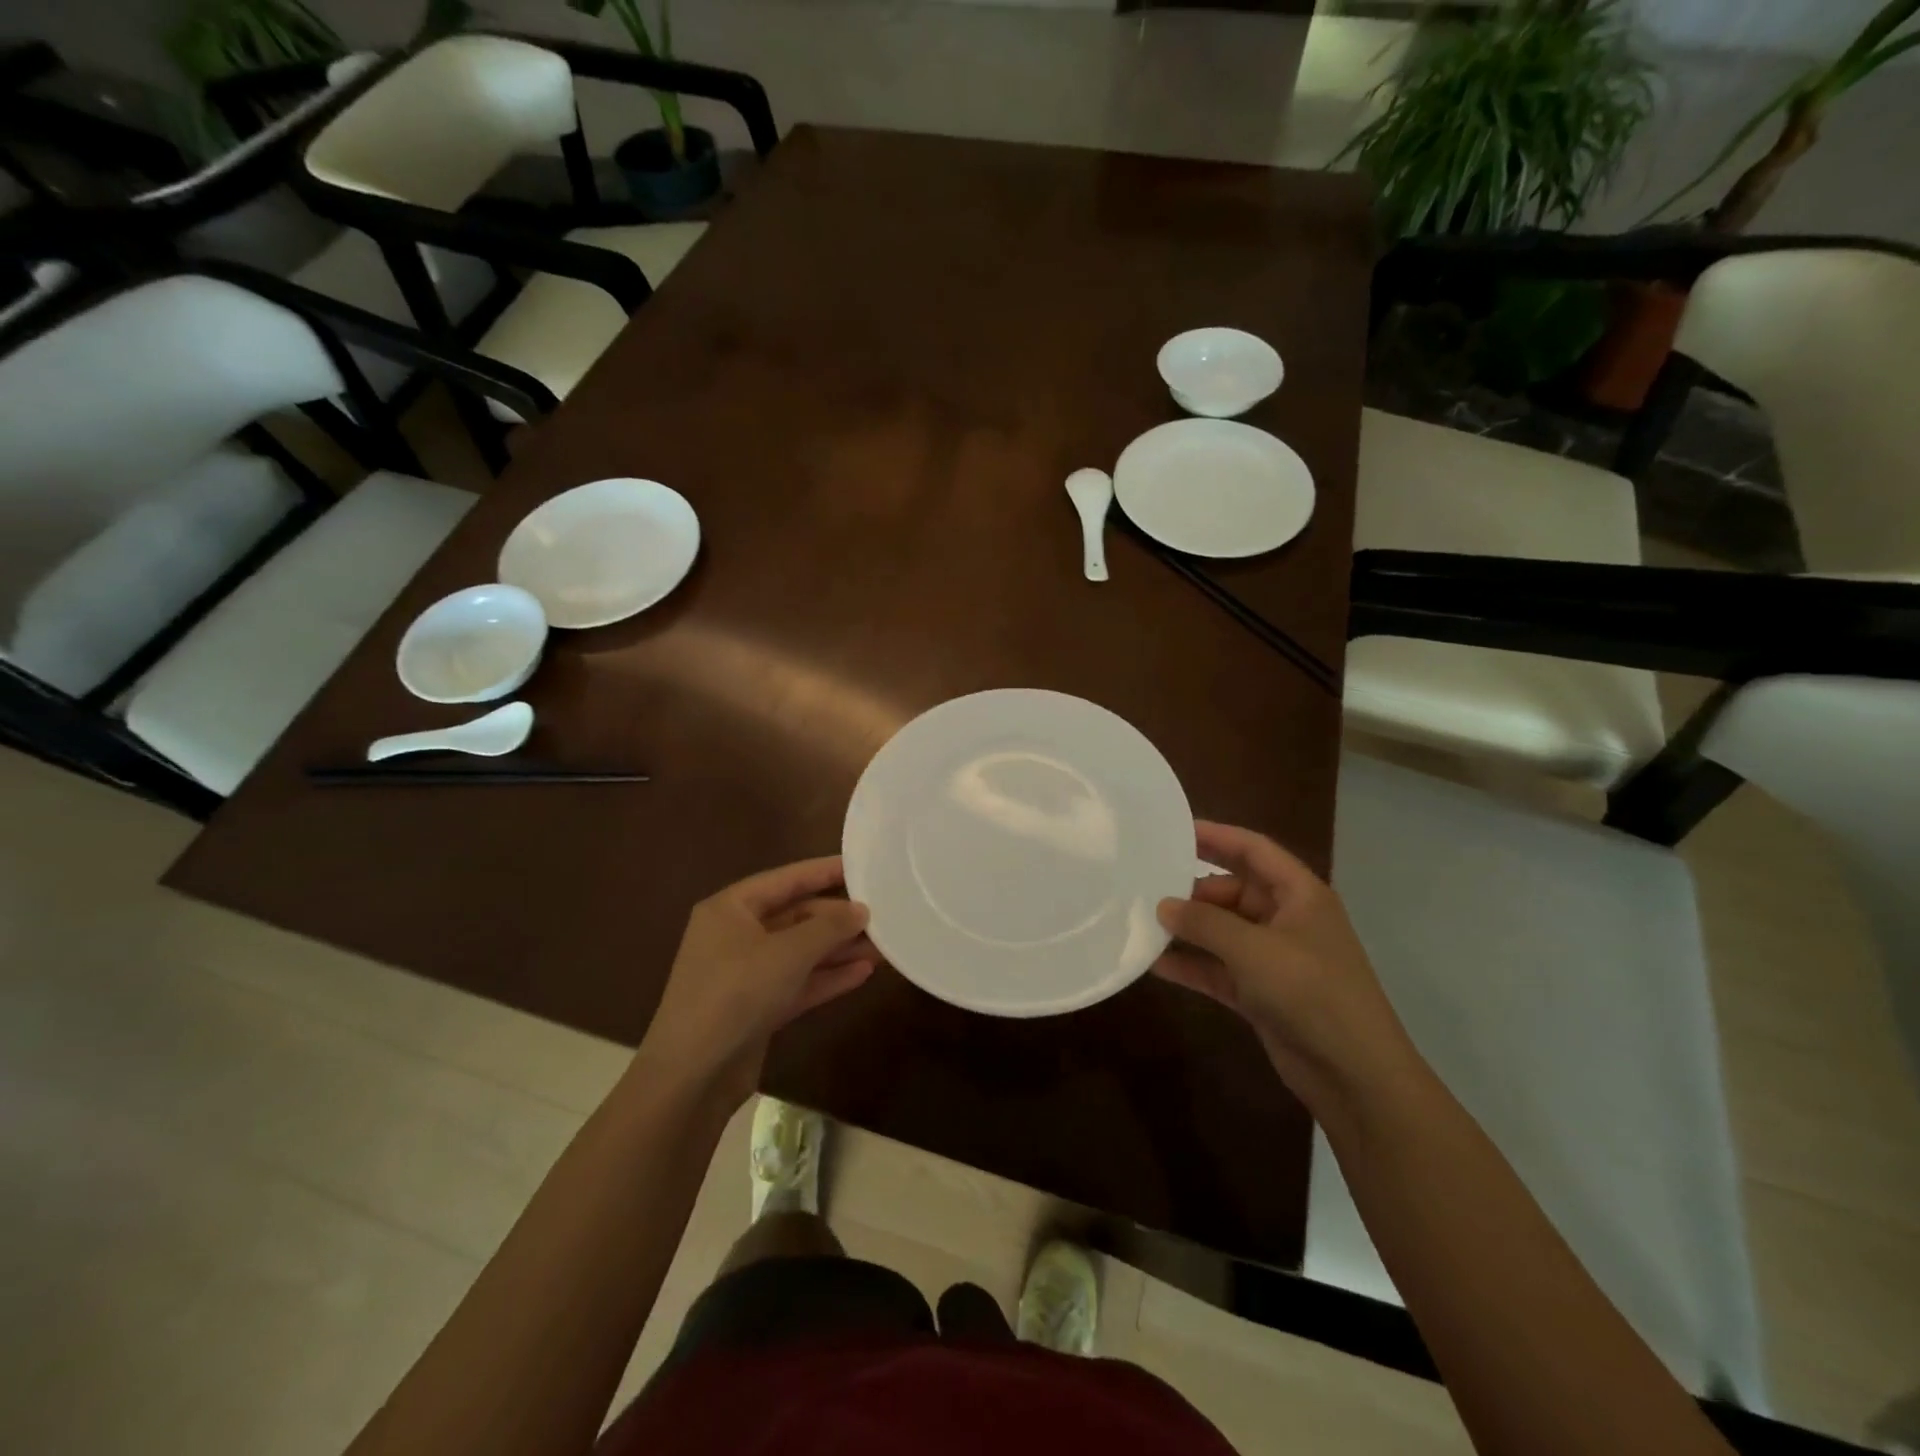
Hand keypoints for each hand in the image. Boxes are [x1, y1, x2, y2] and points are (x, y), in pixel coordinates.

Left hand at [638, 857, 874, 1106]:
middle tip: (882, 914)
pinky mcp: (756, 1008)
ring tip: (883, 945)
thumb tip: (861, 910)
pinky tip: (864, 973)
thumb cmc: (736, 993)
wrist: (692, 1076)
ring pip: (800, 952)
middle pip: (795, 916)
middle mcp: (735, 935)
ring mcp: (745, 974)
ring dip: (838, 949)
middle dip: (837, 919)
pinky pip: (798, 982)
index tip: (862, 865)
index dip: (823, 871)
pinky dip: (827, 978)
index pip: (785, 879)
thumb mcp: (788, 953)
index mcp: (730, 909)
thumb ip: (829, 927)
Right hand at [1153, 821, 1417, 1110]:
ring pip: (1221, 931)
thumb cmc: (1311, 992)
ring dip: (1187, 929)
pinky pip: (1218, 968)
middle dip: (1192, 890)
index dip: (1215, 836)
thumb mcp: (1254, 949)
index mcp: (1299, 894)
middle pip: (1231, 890)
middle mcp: (1286, 919)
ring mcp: (1273, 958)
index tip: (1172, 830)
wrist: (1355, 1075)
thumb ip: (1204, 923)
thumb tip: (1163, 906)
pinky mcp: (1260, 993)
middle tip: (1146, 887)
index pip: (1253, 850)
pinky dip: (1191, 965)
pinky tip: (1155, 964)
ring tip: (1142, 922)